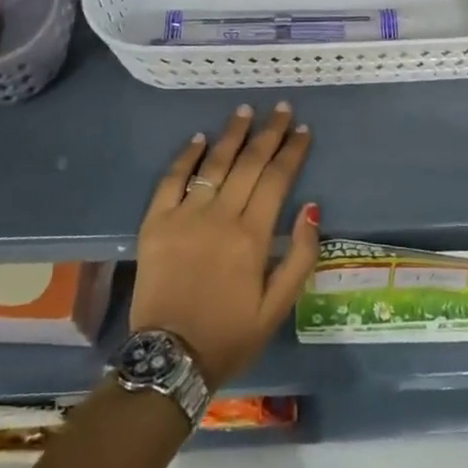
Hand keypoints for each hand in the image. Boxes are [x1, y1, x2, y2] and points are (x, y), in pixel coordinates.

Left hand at [129, 103, 319, 388]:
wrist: (169, 358)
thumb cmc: (230, 335)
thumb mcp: (277, 308)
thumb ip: (300, 256)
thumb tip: (312, 207)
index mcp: (252, 237)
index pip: (277, 179)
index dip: (292, 152)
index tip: (304, 130)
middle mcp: (220, 216)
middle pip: (249, 163)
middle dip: (269, 133)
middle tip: (282, 109)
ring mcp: (184, 216)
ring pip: (214, 164)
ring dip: (233, 134)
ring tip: (246, 110)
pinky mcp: (155, 222)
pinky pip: (172, 179)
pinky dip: (187, 156)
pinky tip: (200, 138)